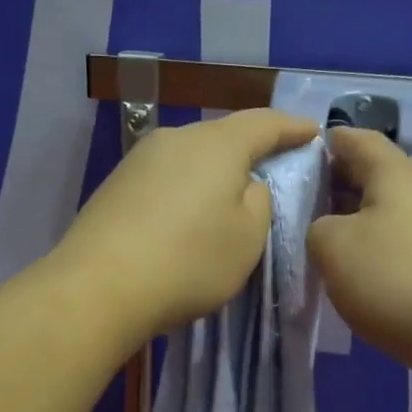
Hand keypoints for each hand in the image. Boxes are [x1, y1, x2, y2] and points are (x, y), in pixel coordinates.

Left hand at [53, 109, 319, 341]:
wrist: (98, 288)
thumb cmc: (189, 261)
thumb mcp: (248, 238)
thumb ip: (259, 201)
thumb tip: (245, 185)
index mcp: (217, 144)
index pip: (264, 123)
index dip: (292, 127)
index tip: (313, 132)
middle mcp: (176, 138)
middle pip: (223, 136)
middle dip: (250, 150)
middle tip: (272, 168)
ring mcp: (139, 160)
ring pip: (191, 157)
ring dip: (214, 173)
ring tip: (227, 199)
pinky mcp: (115, 185)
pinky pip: (165, 178)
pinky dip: (185, 191)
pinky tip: (186, 217)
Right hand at [307, 128, 411, 393]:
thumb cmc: (395, 279)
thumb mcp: (332, 248)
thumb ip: (317, 227)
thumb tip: (328, 230)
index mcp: (396, 174)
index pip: (357, 140)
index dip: (326, 143)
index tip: (298, 157)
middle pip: (377, 176)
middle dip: (339, 186)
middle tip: (304, 206)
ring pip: (393, 212)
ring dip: (361, 221)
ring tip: (330, 244)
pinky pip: (409, 243)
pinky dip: (384, 249)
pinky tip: (366, 276)